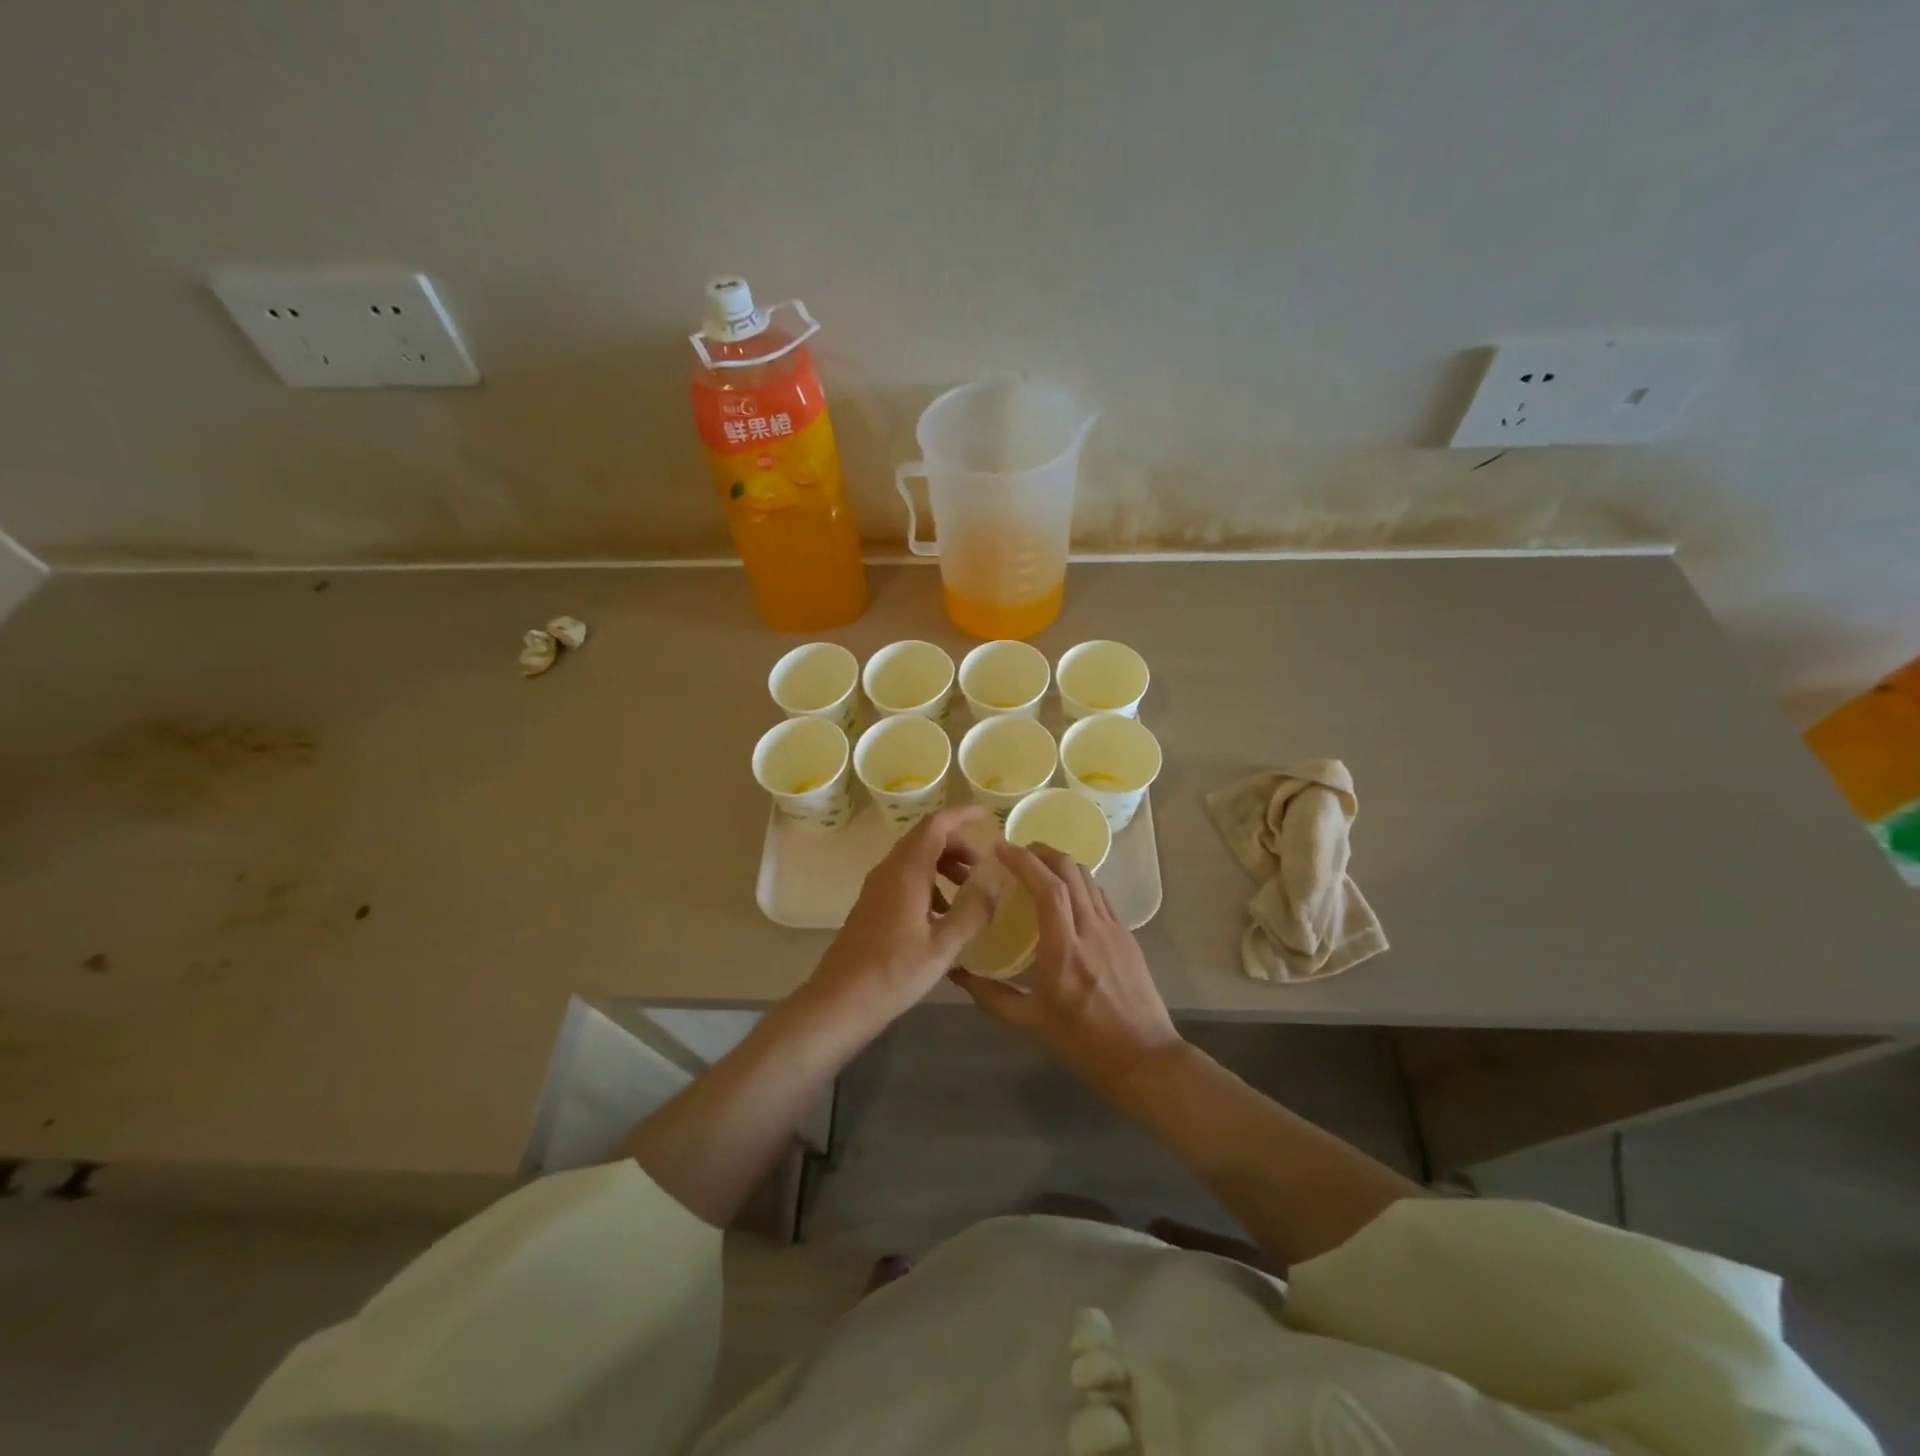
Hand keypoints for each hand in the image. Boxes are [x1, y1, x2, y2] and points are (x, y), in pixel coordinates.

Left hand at [803, 806, 998, 1041]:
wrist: (839, 1001)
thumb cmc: (893, 973)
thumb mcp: (943, 947)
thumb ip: (972, 912)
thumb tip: (995, 883)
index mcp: (906, 873)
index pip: (935, 826)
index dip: (960, 815)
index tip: (985, 814)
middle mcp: (889, 871)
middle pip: (924, 839)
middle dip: (955, 844)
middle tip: (981, 865)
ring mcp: (876, 888)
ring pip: (913, 859)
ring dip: (942, 864)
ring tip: (967, 891)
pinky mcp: (871, 905)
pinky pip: (904, 878)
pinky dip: (928, 882)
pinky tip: (942, 914)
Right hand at [952, 842, 1182, 1107]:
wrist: (1145, 1059)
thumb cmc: (1085, 1043)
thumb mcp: (1031, 1023)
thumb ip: (992, 996)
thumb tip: (958, 975)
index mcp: (1065, 948)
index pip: (1048, 887)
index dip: (1023, 861)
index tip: (1000, 848)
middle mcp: (1092, 929)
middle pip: (1070, 870)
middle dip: (1042, 851)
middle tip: (1017, 851)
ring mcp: (1114, 929)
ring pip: (1088, 878)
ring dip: (1061, 864)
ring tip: (1038, 867)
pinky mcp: (1128, 936)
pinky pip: (1100, 896)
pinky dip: (1079, 883)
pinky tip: (1067, 896)